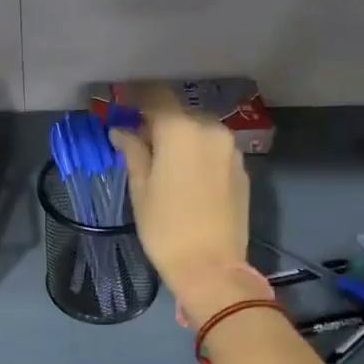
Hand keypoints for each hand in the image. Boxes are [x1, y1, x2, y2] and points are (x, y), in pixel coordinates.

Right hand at [109, 90, 259, 327]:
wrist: (211, 267)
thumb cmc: (166, 228)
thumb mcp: (140, 189)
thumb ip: (134, 152)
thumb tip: (122, 131)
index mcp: (181, 130)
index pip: (156, 96)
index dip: (136, 95)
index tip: (121, 102)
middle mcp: (211, 130)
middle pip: (180, 112)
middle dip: (158, 120)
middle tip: (138, 138)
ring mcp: (231, 149)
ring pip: (199, 130)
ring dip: (180, 136)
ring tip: (162, 158)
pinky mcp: (242, 169)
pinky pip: (214, 149)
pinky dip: (197, 152)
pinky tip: (185, 174)